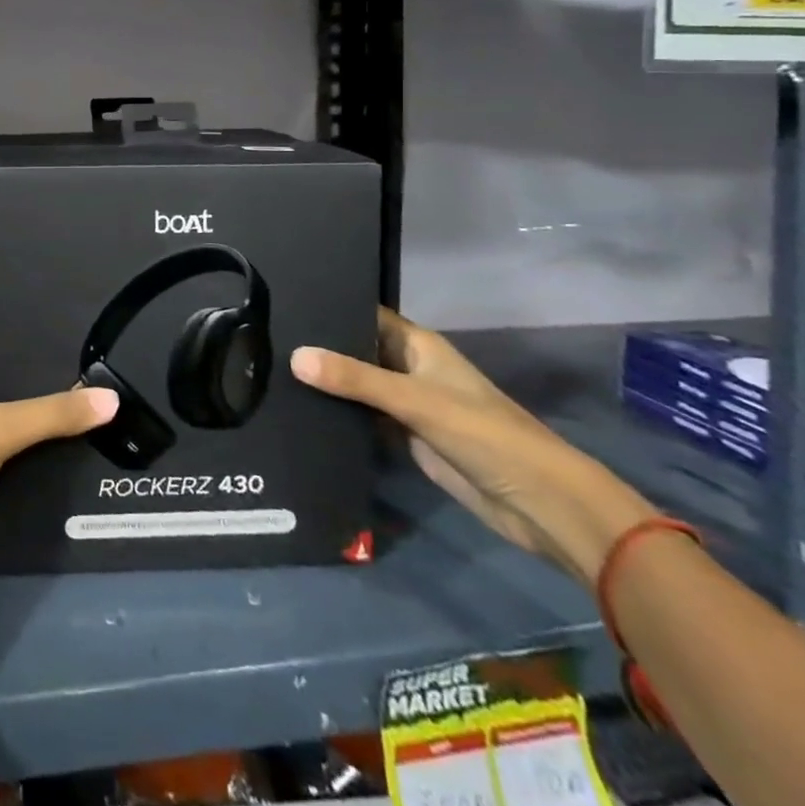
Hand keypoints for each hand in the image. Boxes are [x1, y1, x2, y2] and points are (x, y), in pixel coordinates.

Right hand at [291, 308, 656, 585]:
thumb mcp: (415, 400)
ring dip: (326, 382)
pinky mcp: (405, 436)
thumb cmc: (484, 435)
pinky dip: (338, 414)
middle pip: (356, 349)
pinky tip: (300, 410)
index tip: (283, 301)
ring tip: (270, 369)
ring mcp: (407, 403)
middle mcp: (408, 368)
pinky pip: (363, 417)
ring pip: (357, 384)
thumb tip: (294, 356)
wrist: (539, 504)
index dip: (328, 306)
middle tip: (265, 338)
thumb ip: (355, 379)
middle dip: (319, 346)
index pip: (363, 314)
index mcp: (417, 345)